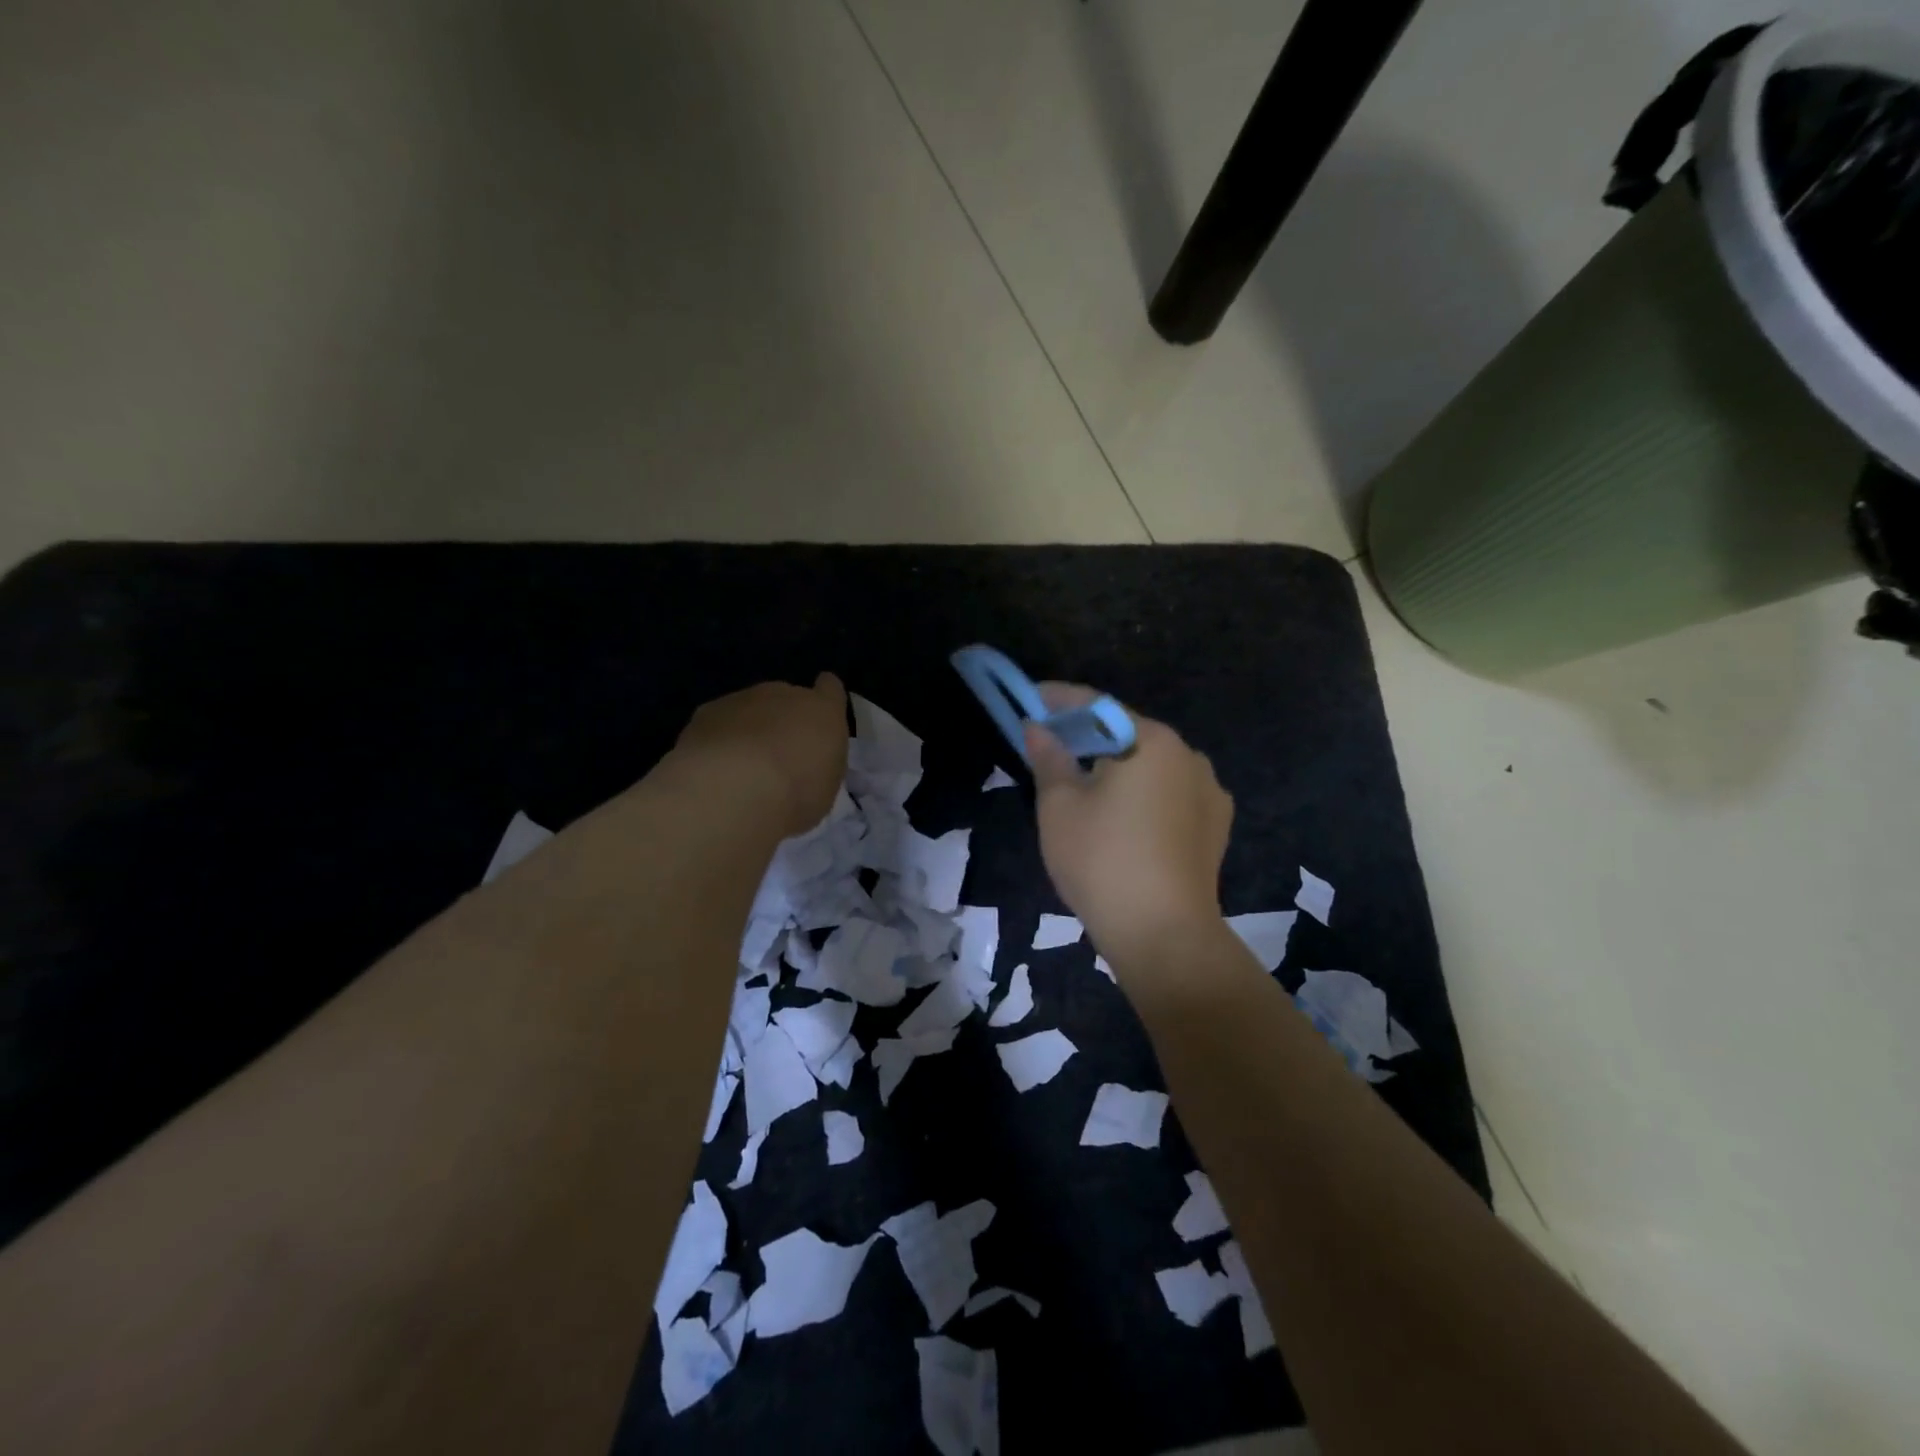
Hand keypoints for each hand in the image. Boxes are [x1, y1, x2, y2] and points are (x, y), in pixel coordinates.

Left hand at [676, 673, 848, 836]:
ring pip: (749, 708)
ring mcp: (742, 698)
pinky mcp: (707, 711)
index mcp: (823, 711)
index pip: (831, 689)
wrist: (735, 789)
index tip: (819, 718)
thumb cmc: (796, 793)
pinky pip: (719, 722)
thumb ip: (819, 764)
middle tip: (779, 758)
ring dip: (749, 730)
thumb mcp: (826, 786)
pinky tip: (714, 768)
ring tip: (742, 769)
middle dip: (783, 720)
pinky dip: (719, 739)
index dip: (825, 699)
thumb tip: (806, 764)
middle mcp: (785, 694)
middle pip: (786, 698)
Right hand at [1025, 686, 1231, 960]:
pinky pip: (1170, 797)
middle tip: (1051, 745)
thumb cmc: (1102, 861)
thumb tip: (1037, 729)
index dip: (1060, 700)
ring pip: (1151, 768)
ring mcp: (1209, 794)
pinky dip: (1142, 796)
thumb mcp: (1059, 806)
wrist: (1164, 936)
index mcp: (1154, 742)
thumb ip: (1048, 758)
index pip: (1099, 707)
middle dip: (1089, 737)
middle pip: (1128, 735)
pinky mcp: (1215, 829)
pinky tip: (1123, 820)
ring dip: (1118, 768)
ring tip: (1085, 787)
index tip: (1032, 697)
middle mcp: (1190, 757)